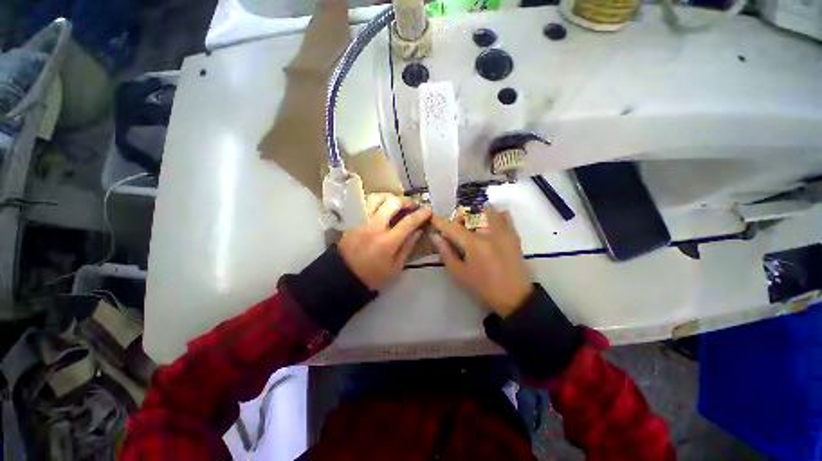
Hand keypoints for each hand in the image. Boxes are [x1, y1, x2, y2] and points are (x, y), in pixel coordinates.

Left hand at [338, 194, 431, 290]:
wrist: (345, 276)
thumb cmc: (373, 274)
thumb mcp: (396, 267)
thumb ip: (408, 246)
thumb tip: (418, 230)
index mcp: (387, 242)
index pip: (408, 222)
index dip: (420, 214)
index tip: (428, 209)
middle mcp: (374, 227)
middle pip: (392, 203)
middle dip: (405, 201)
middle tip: (411, 205)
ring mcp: (361, 221)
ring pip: (376, 198)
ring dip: (389, 197)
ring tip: (395, 203)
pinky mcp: (353, 220)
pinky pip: (365, 203)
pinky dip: (376, 201)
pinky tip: (381, 207)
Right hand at [430, 207, 532, 316]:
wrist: (515, 297)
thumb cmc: (483, 287)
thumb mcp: (459, 274)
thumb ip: (446, 253)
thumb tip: (436, 237)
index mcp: (474, 244)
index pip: (452, 227)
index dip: (440, 222)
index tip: (432, 218)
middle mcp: (489, 232)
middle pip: (470, 213)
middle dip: (459, 218)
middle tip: (456, 230)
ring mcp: (504, 231)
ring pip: (487, 209)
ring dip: (475, 214)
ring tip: (472, 226)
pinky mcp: (514, 234)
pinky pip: (504, 214)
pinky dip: (493, 215)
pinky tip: (488, 225)